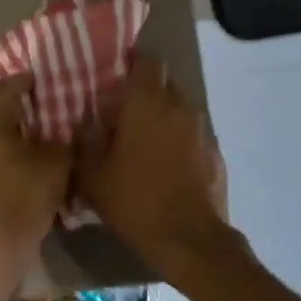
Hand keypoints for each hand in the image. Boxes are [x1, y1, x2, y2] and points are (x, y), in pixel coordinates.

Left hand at [0, 75, 72, 271]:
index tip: (47, 83)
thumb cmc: (24, 196)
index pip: (8, 86)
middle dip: (10, 107)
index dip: (30, 82)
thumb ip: (65, 137)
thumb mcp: (57, 162)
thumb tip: (71, 124)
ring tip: (27, 140)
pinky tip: (13, 164)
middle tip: (36, 114)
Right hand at [74, 56, 230, 263]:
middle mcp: (180, 106)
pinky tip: (166, 165)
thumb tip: (86, 123)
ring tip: (144, 141)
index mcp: (148, 102)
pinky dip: (179, 141)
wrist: (189, 239)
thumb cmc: (135, 200)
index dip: (132, 62)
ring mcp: (203, 129)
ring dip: (163, 117)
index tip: (117, 74)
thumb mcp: (93, 175)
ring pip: (180, 109)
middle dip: (146, 92)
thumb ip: (85, 141)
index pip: (146, 61)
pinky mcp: (216, 152)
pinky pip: (193, 135)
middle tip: (124, 112)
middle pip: (164, 83)